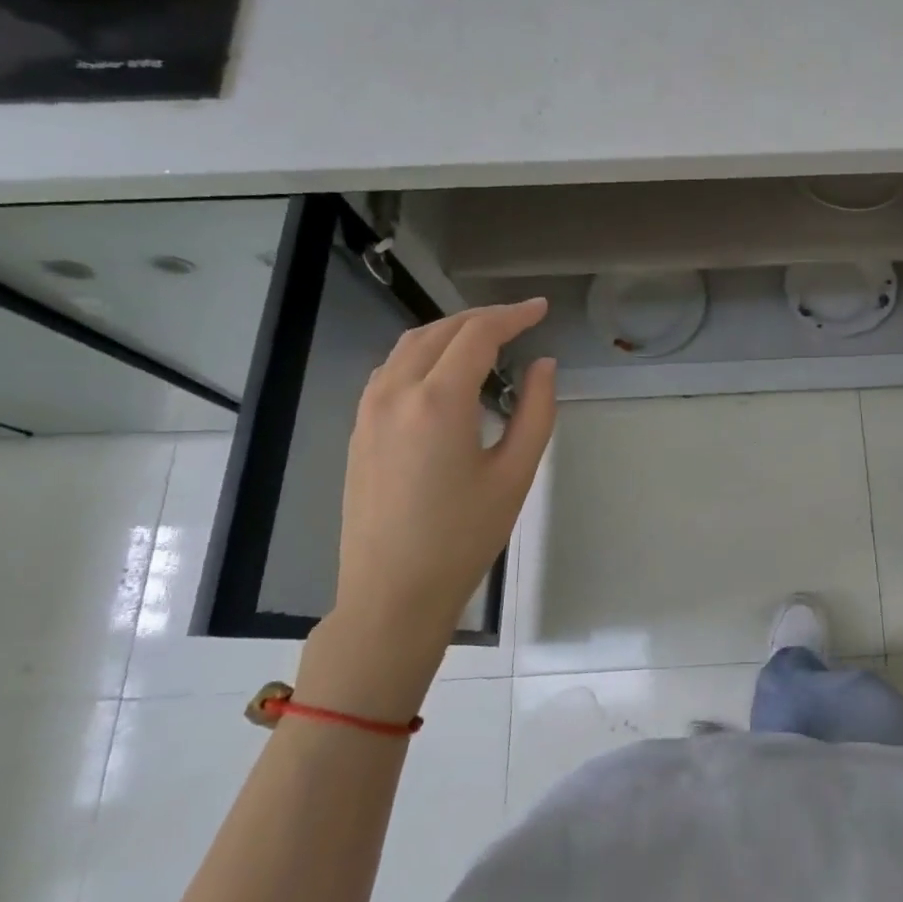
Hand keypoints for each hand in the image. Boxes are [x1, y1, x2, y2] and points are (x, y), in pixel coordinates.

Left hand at [300, 301, 555, 718]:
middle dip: (483, 318)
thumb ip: (535, 411)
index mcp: (438, 401)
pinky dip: (423, 354)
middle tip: (520, 321)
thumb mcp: (515, 474)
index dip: (512, 315)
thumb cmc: (463, 537)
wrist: (392, 593)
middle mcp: (396, 392)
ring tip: (486, 339)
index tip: (540, 309)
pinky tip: (444, 372)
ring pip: (409, 346)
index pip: (477, 334)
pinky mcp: (359, 429)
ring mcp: (369, 410)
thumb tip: (543, 365)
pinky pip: (391, 370)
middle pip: (440, 331)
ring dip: (450, 332)